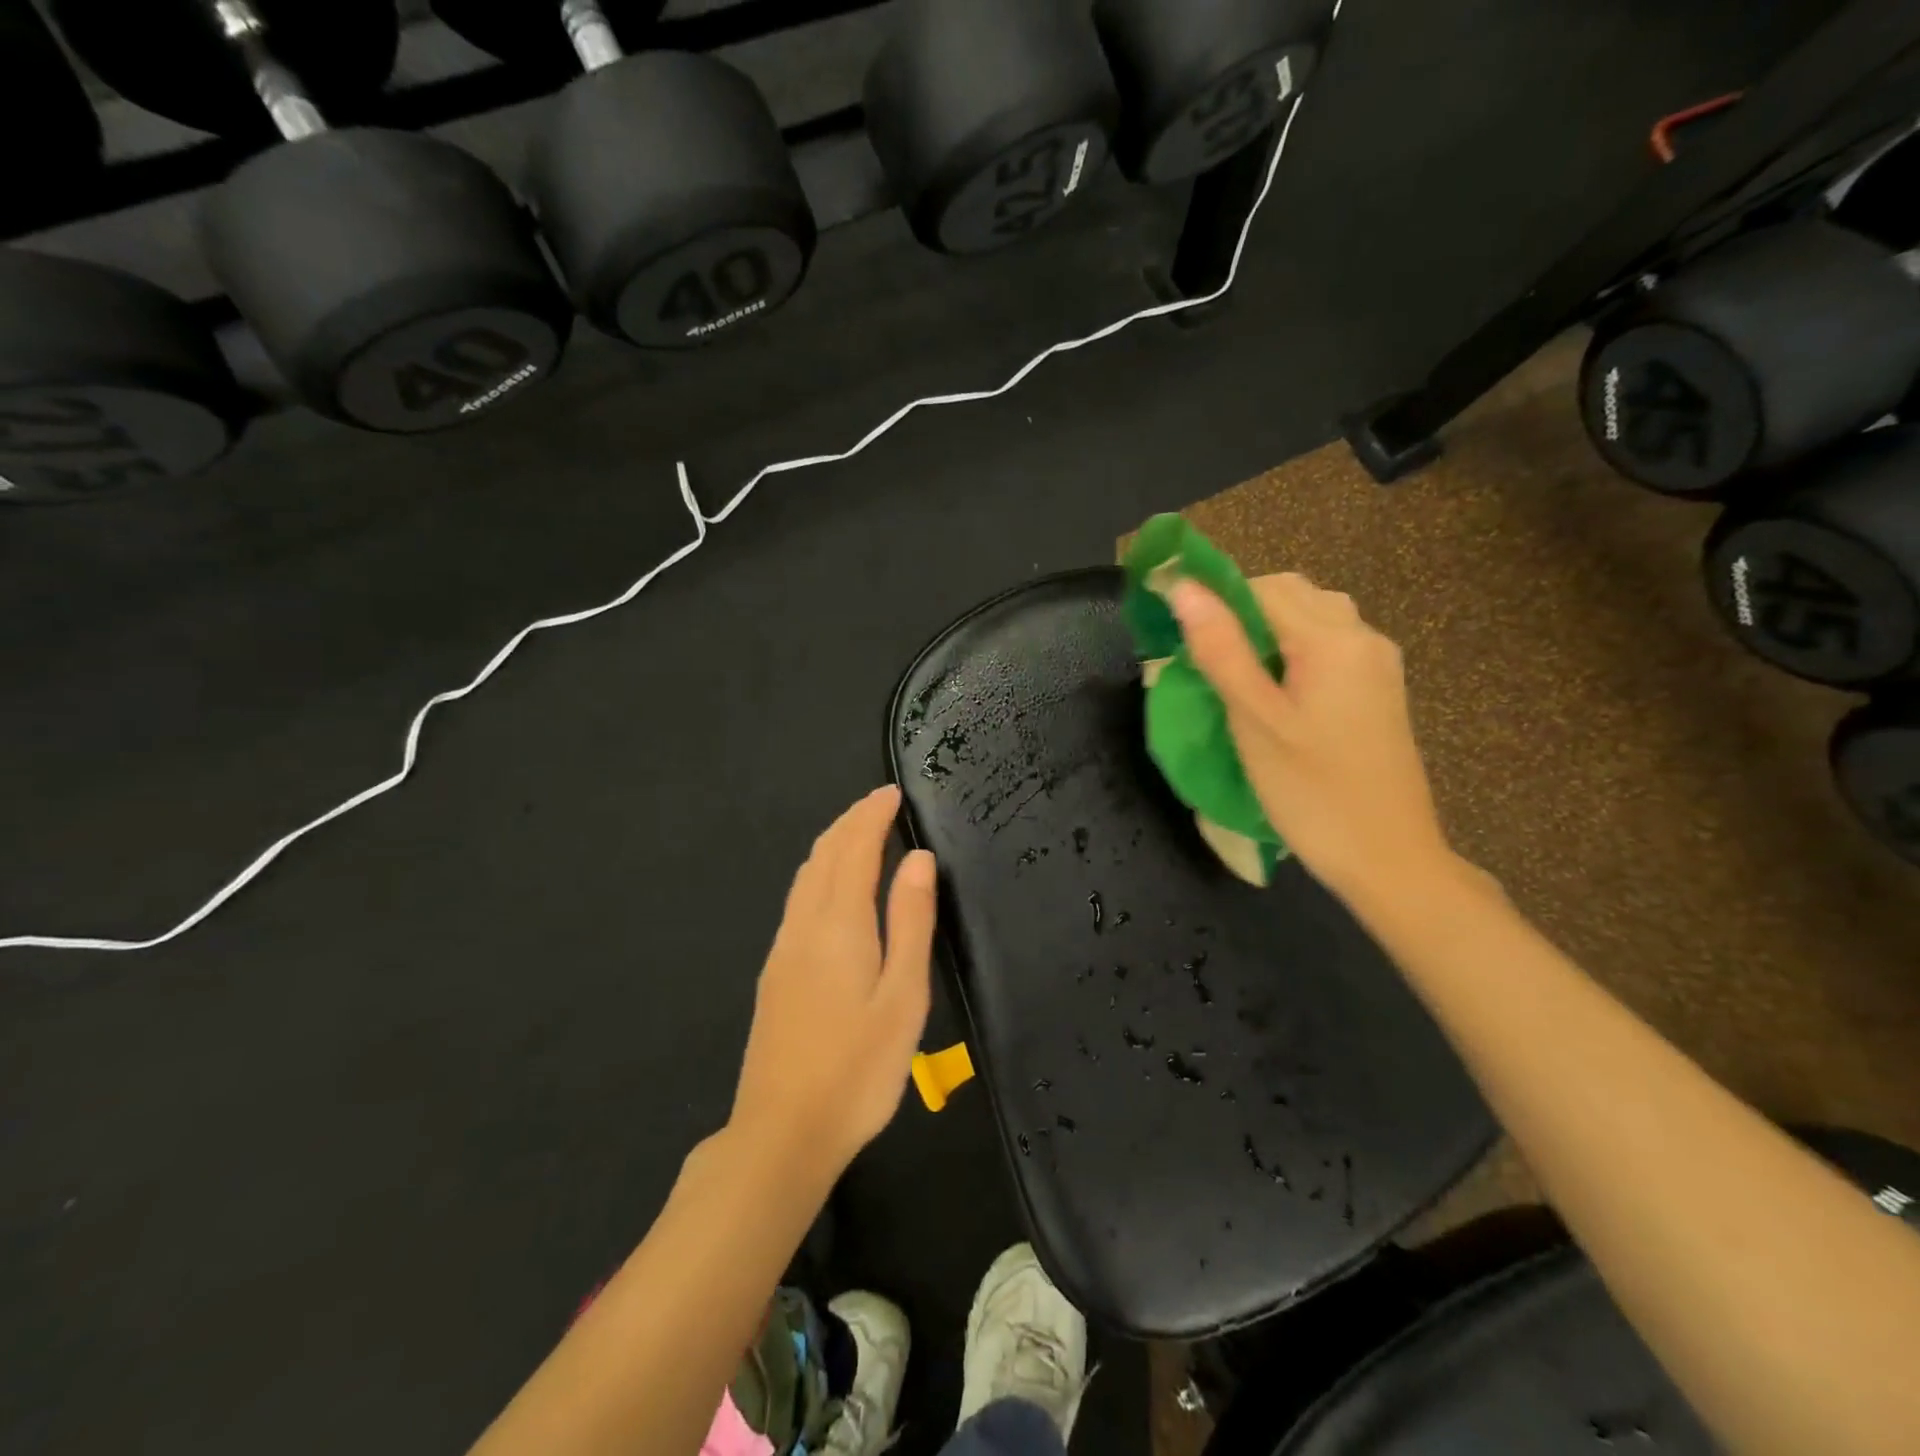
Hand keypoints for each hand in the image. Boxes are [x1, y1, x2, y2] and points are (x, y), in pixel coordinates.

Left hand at [729, 786, 936, 1182]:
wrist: (782, 1132)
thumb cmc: (857, 1068)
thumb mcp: (903, 997)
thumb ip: (910, 921)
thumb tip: (917, 858)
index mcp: (839, 924)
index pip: (854, 849)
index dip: (872, 815)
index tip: (891, 792)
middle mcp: (804, 925)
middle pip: (824, 854)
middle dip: (851, 820)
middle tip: (879, 801)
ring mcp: (783, 949)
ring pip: (806, 876)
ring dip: (832, 843)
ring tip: (858, 830)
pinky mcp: (775, 972)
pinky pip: (797, 899)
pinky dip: (819, 871)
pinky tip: (829, 885)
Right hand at [1169, 574, 1451, 904]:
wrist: (1389, 858)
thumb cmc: (1312, 793)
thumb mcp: (1255, 721)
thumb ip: (1221, 650)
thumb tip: (1184, 588)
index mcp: (1332, 640)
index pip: (1262, 587)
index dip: (1215, 600)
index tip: (1181, 637)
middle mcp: (1363, 637)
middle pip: (1292, 594)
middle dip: (1242, 613)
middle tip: (1207, 663)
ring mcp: (1378, 663)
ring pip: (1313, 617)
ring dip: (1268, 631)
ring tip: (1238, 679)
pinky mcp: (1380, 688)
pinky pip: (1330, 645)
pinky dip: (1294, 651)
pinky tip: (1276, 694)